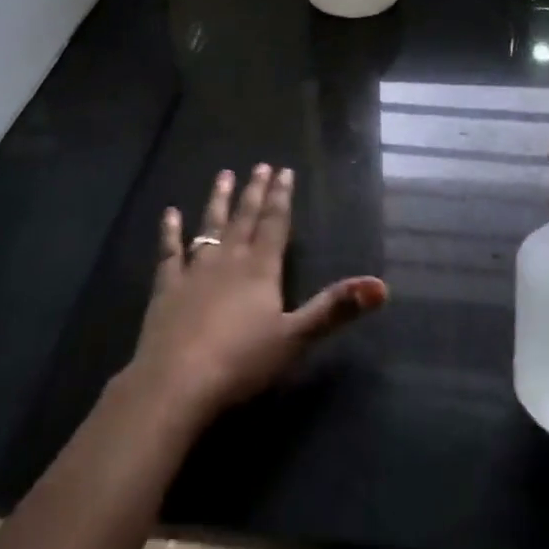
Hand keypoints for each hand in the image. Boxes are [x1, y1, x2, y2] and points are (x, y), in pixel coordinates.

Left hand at [127, 164, 387, 425]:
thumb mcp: (295, 339)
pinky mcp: (166, 288)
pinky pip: (169, 252)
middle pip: (245, 218)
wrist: (176, 383)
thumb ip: (334, 309)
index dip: (282, 197)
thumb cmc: (241, 362)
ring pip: (210, 226)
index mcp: (261, 269)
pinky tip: (169, 213)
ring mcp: (195, 271)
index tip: (284, 170)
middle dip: (255, 191)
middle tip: (260, 166)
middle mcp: (229, 260)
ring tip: (223, 175)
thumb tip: (381, 286)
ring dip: (218, 201)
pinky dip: (170, 232)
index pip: (275, 224)